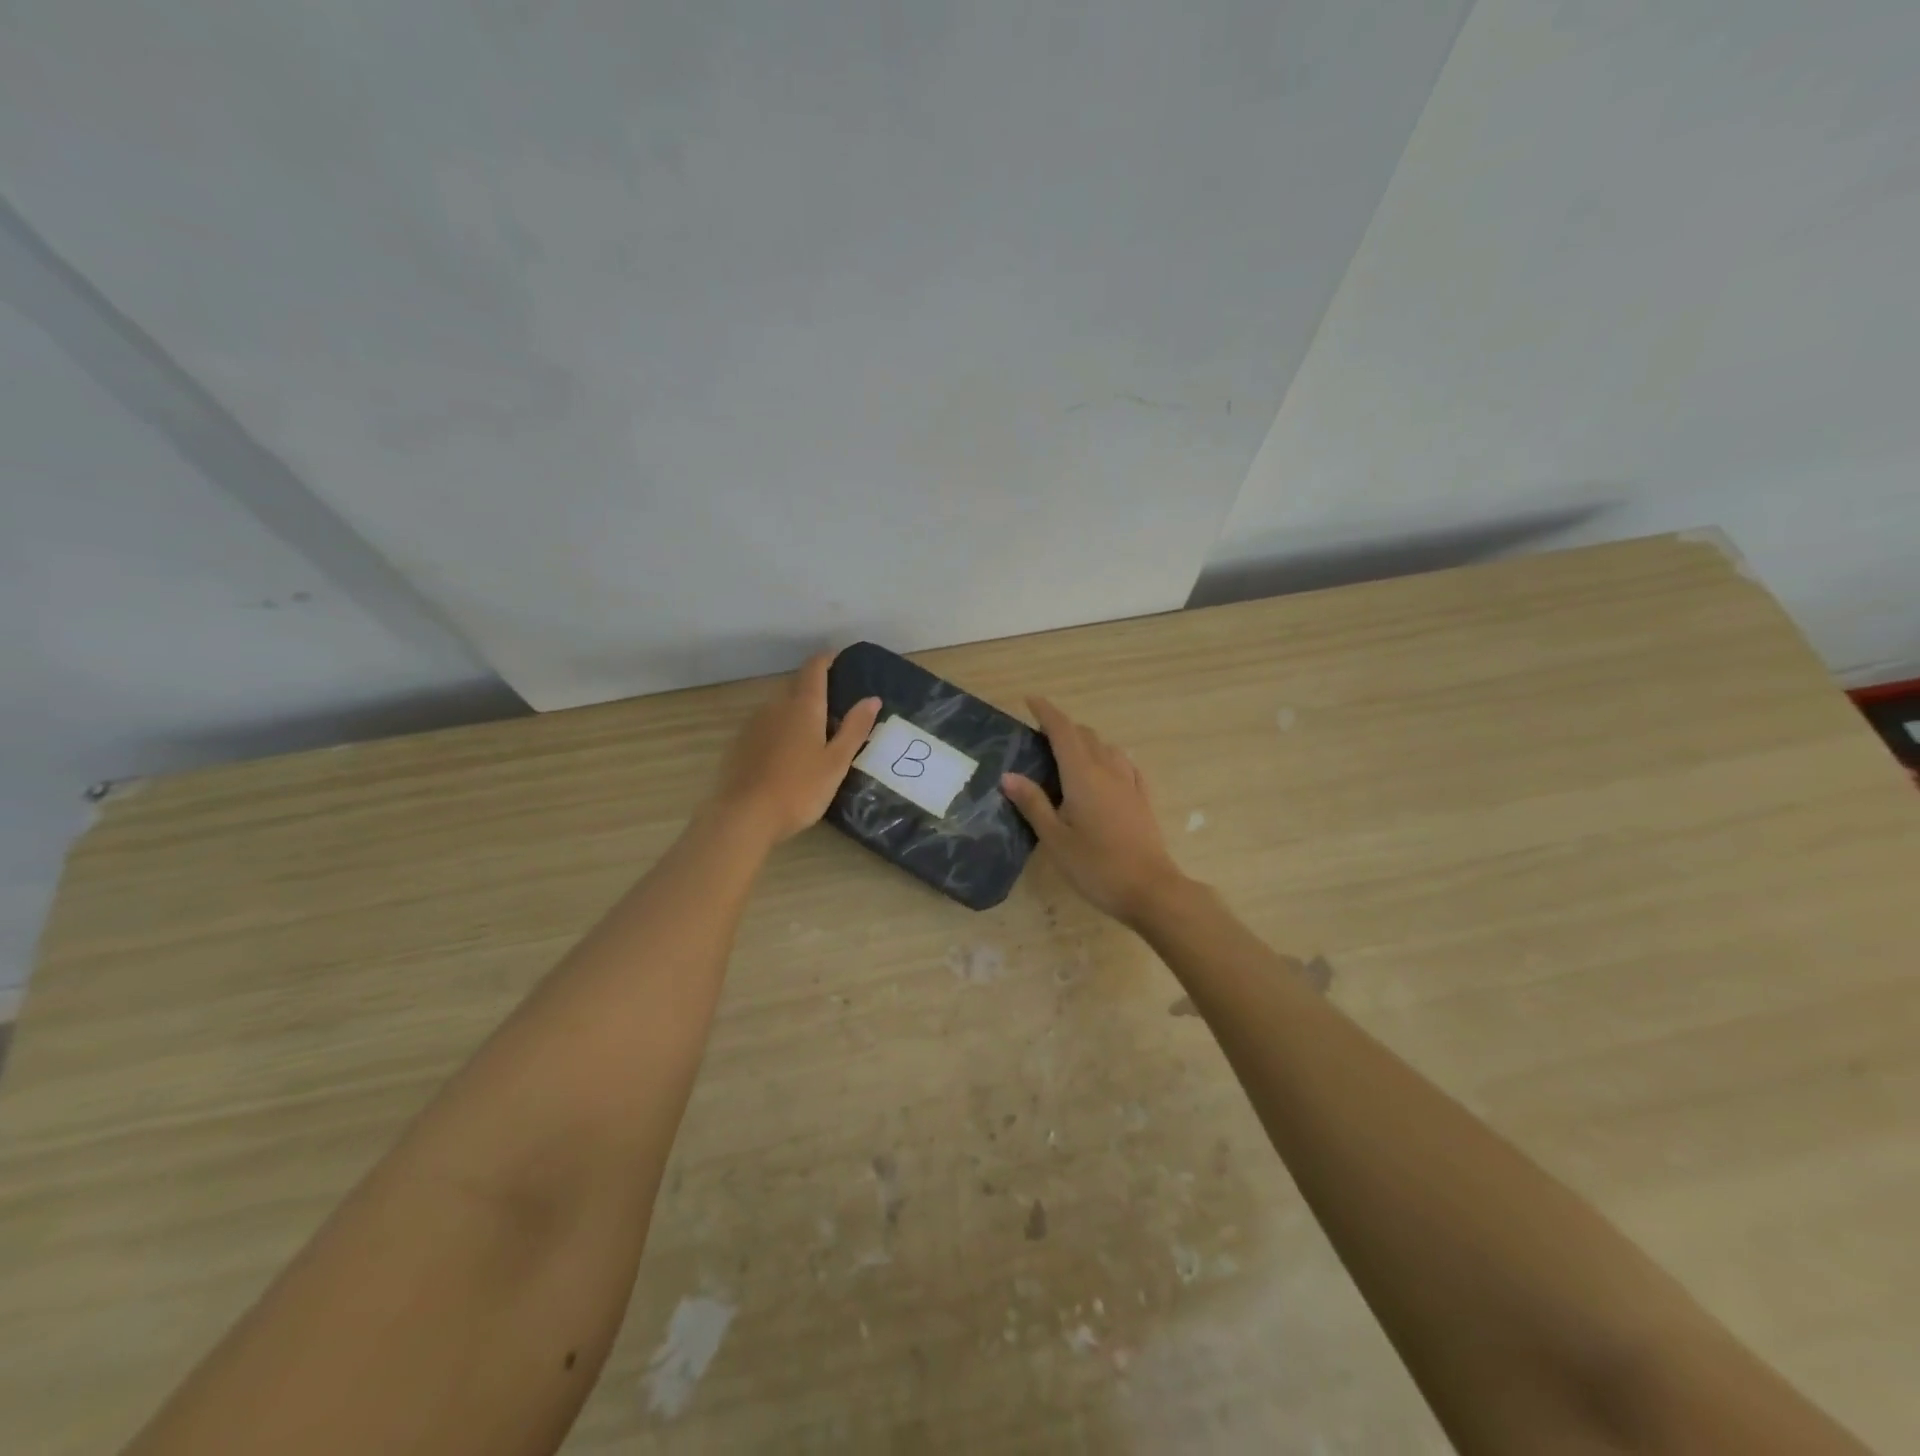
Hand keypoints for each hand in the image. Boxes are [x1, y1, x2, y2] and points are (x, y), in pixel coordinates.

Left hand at [710, 653, 880, 845]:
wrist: (744, 816)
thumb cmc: (799, 789)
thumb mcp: (836, 762)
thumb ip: (854, 729)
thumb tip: (872, 698)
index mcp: (803, 706)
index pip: (814, 669)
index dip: (827, 659)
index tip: (839, 658)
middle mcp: (775, 706)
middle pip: (797, 687)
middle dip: (816, 691)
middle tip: (836, 709)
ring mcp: (754, 724)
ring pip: (780, 708)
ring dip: (797, 713)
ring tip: (814, 737)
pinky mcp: (739, 744)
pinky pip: (766, 727)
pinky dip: (780, 731)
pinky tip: (788, 756)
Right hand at [1001, 696, 1185, 924]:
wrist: (1150, 890)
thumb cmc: (1096, 866)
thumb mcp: (1055, 838)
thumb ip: (1033, 803)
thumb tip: (1009, 775)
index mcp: (1082, 775)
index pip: (1063, 731)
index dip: (1046, 712)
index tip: (1031, 700)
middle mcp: (1108, 770)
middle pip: (1085, 736)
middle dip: (1063, 727)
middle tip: (1041, 735)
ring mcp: (1129, 784)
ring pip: (1107, 748)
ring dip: (1086, 742)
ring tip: (1069, 754)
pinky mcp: (1142, 800)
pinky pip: (1125, 766)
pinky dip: (1109, 758)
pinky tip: (1106, 770)